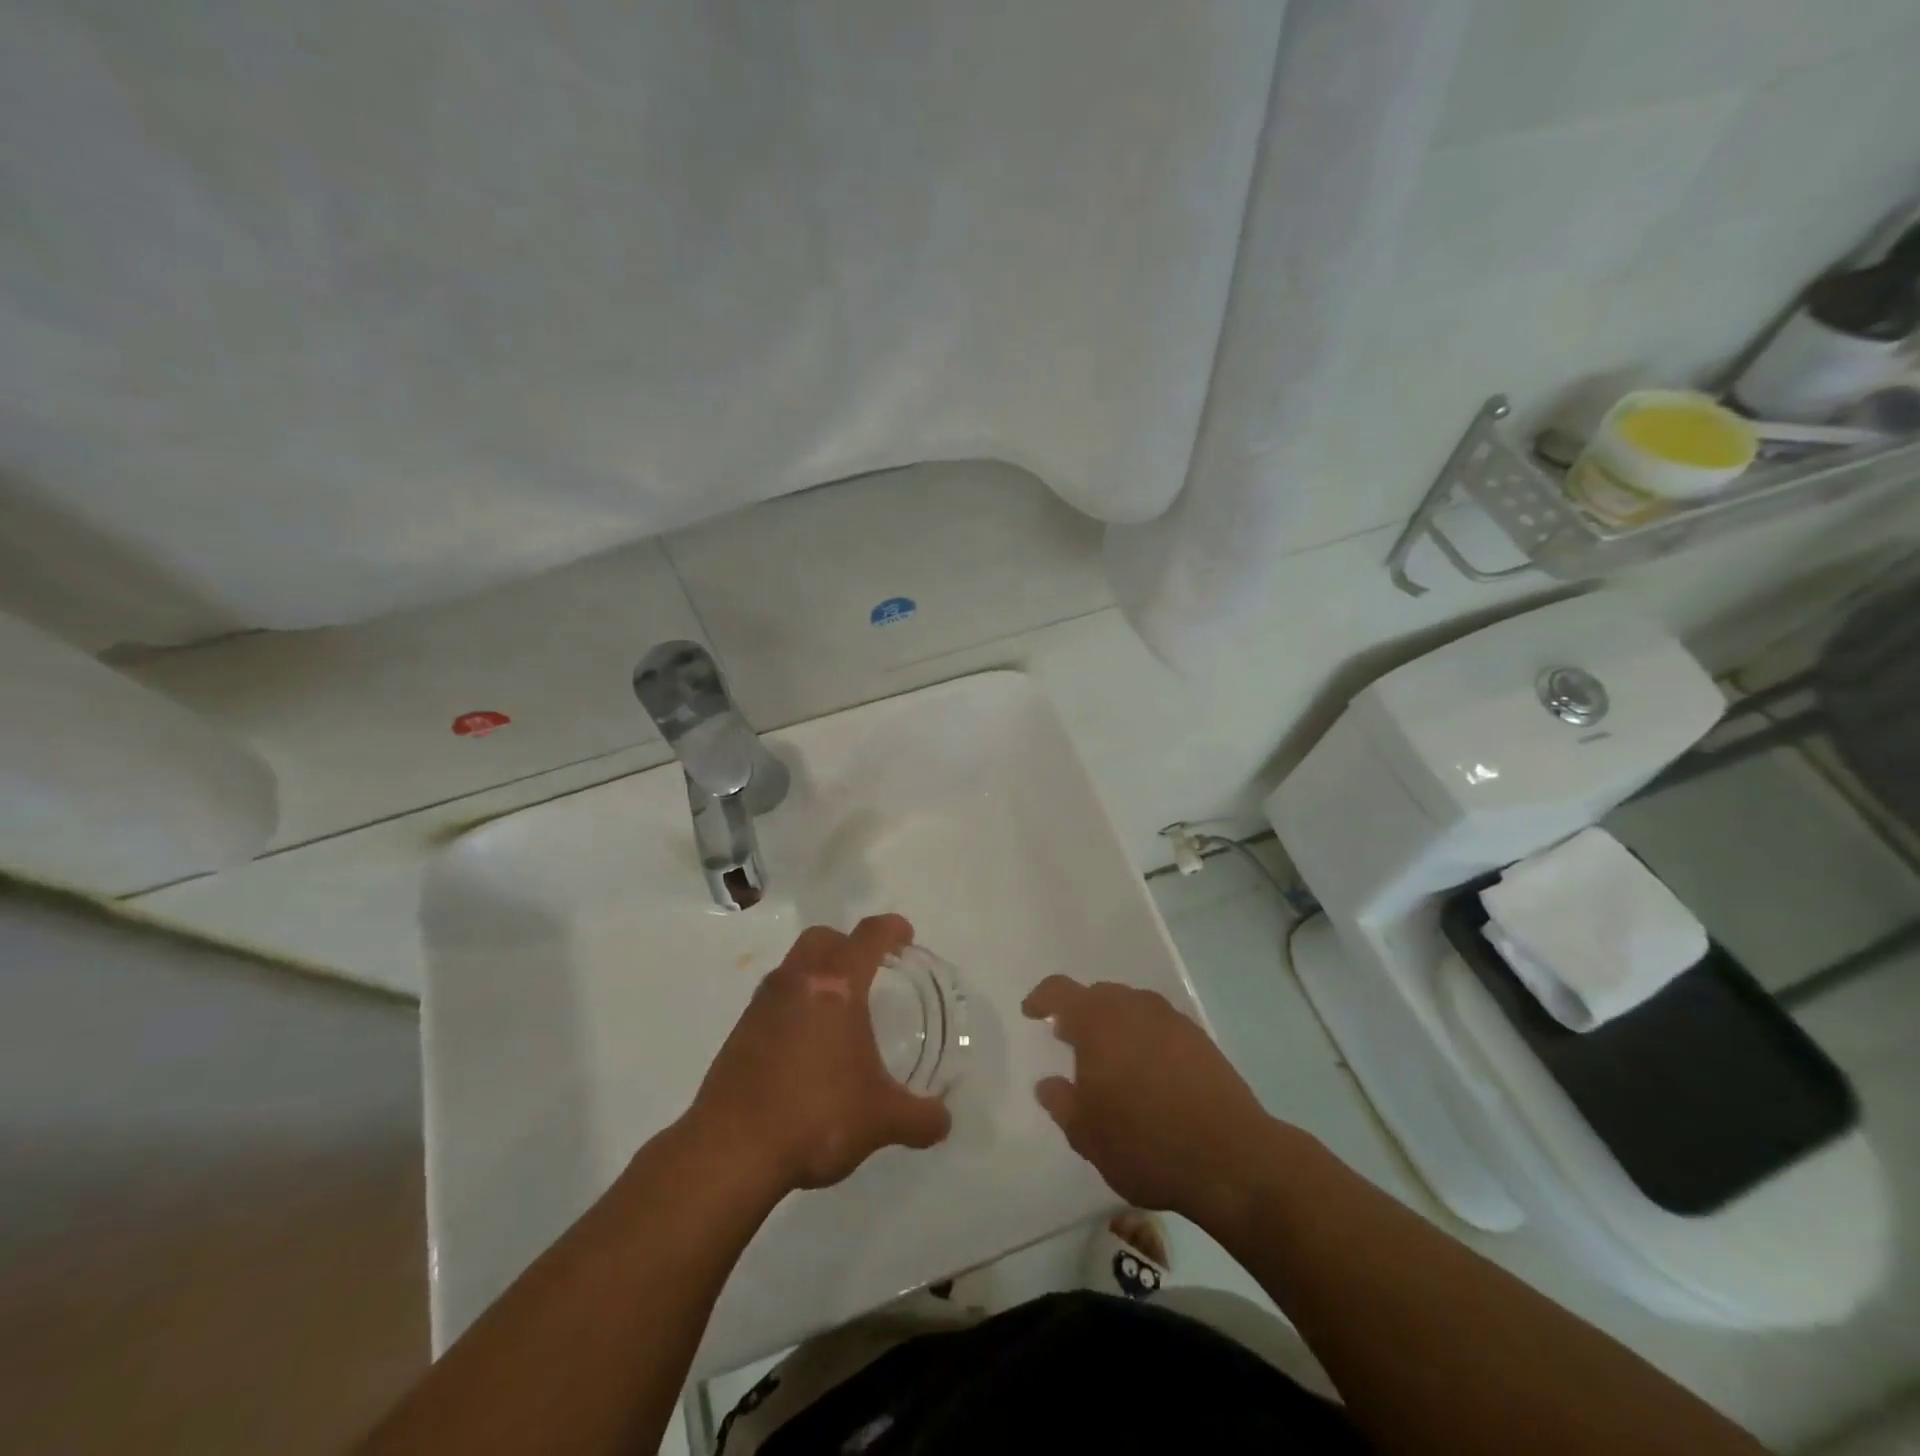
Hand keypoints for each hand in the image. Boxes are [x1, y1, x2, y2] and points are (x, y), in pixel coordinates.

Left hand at [687, 914, 951, 1195]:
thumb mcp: (881, 1120)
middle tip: (870, 972)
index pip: (869, 936)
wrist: (731, 1150)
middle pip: (823, 938)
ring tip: (839, 1011)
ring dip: (818, 973)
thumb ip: (920, 1118)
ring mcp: (763, 1003)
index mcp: (836, 985)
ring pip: (794, 965)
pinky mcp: (740, 1030)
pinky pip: (774, 998)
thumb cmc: (817, 1116)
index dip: (892, 929)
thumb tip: (943, 1120)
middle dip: (848, 944)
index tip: (906, 937)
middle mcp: (797, 981)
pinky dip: (794, 1005)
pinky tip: (807, 1045)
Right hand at [1024, 976, 1272, 1221]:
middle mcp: (1134, 1007)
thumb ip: (1061, 1103)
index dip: (1042, 998)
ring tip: (1110, 1059)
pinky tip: (1149, 1073)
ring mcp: (1171, 1020)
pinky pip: (1160, 1025)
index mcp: (1098, 1022)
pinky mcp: (1200, 1039)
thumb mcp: (1087, 1135)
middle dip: (1080, 1013)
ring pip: (1132, 1007)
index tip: (1031, 1013)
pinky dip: (1145, 1038)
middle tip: (1069, 1041)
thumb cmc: (1145, 1144)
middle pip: (1099, 995)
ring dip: (1115, 1024)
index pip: (1060, 991)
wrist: (1232, 1157)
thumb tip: (1049, 1083)